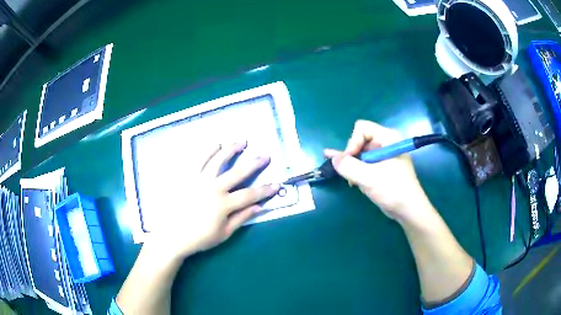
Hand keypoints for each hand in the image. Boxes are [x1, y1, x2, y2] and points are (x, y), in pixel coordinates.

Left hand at [147, 142, 279, 259]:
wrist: (172, 236)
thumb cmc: (199, 238)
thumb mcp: (223, 233)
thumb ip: (241, 219)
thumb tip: (259, 207)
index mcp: (223, 205)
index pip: (250, 195)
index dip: (265, 190)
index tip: (277, 183)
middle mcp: (213, 188)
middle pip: (237, 173)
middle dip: (254, 163)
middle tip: (265, 155)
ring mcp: (198, 180)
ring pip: (218, 160)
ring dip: (231, 149)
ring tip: (241, 141)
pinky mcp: (187, 177)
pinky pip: (197, 160)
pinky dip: (207, 150)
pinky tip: (215, 144)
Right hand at [325, 120, 431, 222]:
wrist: (408, 210)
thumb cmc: (392, 190)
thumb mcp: (369, 177)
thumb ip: (348, 166)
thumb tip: (333, 158)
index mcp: (388, 138)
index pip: (362, 128)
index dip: (353, 143)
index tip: (349, 160)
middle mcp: (386, 143)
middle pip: (360, 140)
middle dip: (352, 156)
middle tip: (348, 173)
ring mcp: (385, 156)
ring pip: (361, 154)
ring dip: (354, 167)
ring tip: (352, 181)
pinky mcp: (383, 168)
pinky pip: (365, 164)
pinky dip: (359, 172)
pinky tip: (354, 182)